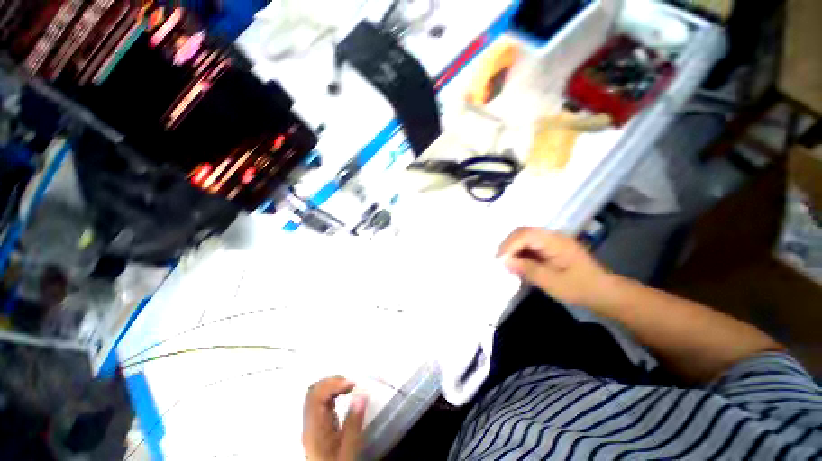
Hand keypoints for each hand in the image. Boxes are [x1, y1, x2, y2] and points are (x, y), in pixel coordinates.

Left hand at [303, 376, 367, 460]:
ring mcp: (313, 422)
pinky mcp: (318, 423)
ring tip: (349, 386)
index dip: (332, 384)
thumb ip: (354, 423)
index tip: (352, 384)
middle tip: (351, 383)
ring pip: (316, 394)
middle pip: (313, 392)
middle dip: (332, 381)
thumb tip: (362, 395)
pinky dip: (333, 392)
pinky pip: (321, 400)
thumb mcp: (348, 449)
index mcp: (314, 429)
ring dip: (332, 385)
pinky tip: (344, 394)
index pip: (315, 396)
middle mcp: (310, 423)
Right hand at [498, 228, 612, 307]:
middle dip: (508, 246)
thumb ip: (528, 270)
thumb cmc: (580, 288)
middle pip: (523, 233)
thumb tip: (505, 261)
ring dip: (513, 249)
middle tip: (499, 261)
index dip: (509, 246)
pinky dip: (520, 253)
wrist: (604, 293)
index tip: (500, 261)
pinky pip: (529, 246)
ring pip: (524, 238)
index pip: (525, 235)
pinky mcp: (550, 248)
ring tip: (505, 263)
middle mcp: (552, 236)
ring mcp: (551, 241)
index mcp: (555, 241)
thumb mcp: (553, 283)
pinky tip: (517, 264)